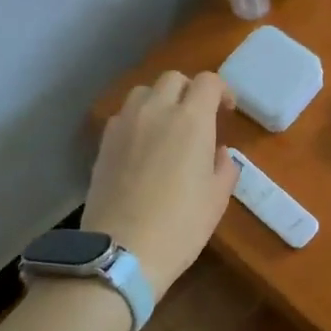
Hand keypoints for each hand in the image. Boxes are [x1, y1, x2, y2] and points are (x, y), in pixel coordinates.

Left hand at [84, 72, 237, 300]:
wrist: (122, 251)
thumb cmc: (181, 225)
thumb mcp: (217, 198)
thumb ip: (224, 166)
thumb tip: (218, 151)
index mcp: (192, 120)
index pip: (208, 82)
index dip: (222, 90)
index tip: (226, 111)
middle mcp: (156, 111)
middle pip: (173, 79)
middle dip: (190, 90)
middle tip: (198, 117)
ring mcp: (125, 125)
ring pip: (144, 92)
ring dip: (160, 101)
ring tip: (167, 127)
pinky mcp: (103, 144)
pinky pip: (123, 116)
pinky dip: (137, 120)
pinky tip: (142, 147)